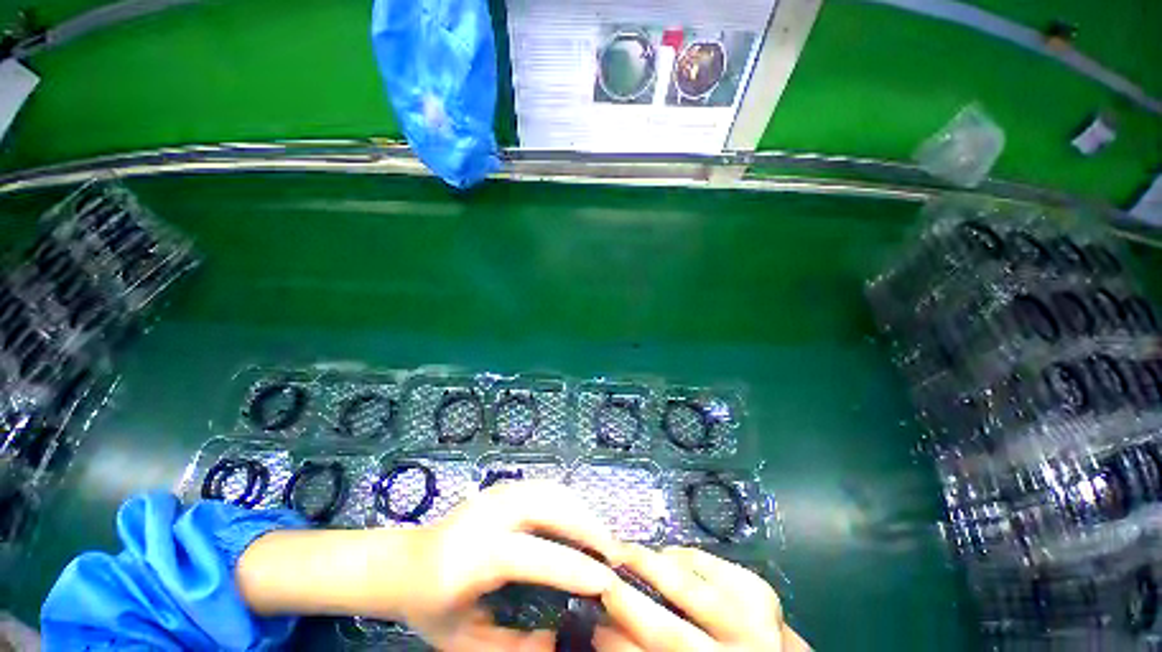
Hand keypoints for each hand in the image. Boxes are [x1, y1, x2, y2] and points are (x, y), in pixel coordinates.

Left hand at [237, 481, 625, 651]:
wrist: (403, 562)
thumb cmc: (429, 605)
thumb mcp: (463, 642)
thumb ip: (510, 648)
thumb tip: (558, 640)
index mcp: (474, 556)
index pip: (534, 556)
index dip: (573, 567)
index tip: (606, 580)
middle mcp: (488, 515)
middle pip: (549, 507)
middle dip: (585, 526)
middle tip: (612, 551)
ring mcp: (496, 495)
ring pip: (550, 491)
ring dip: (580, 509)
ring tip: (599, 534)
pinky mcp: (501, 488)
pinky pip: (543, 487)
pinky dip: (566, 499)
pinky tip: (577, 516)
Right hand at [597, 546, 809, 650]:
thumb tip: (605, 628)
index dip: (619, 644)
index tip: (593, 624)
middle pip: (669, 631)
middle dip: (627, 601)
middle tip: (599, 575)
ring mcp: (753, 621)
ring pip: (689, 588)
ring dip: (649, 565)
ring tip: (623, 550)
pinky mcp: (759, 590)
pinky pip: (708, 563)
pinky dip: (681, 556)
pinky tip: (666, 554)